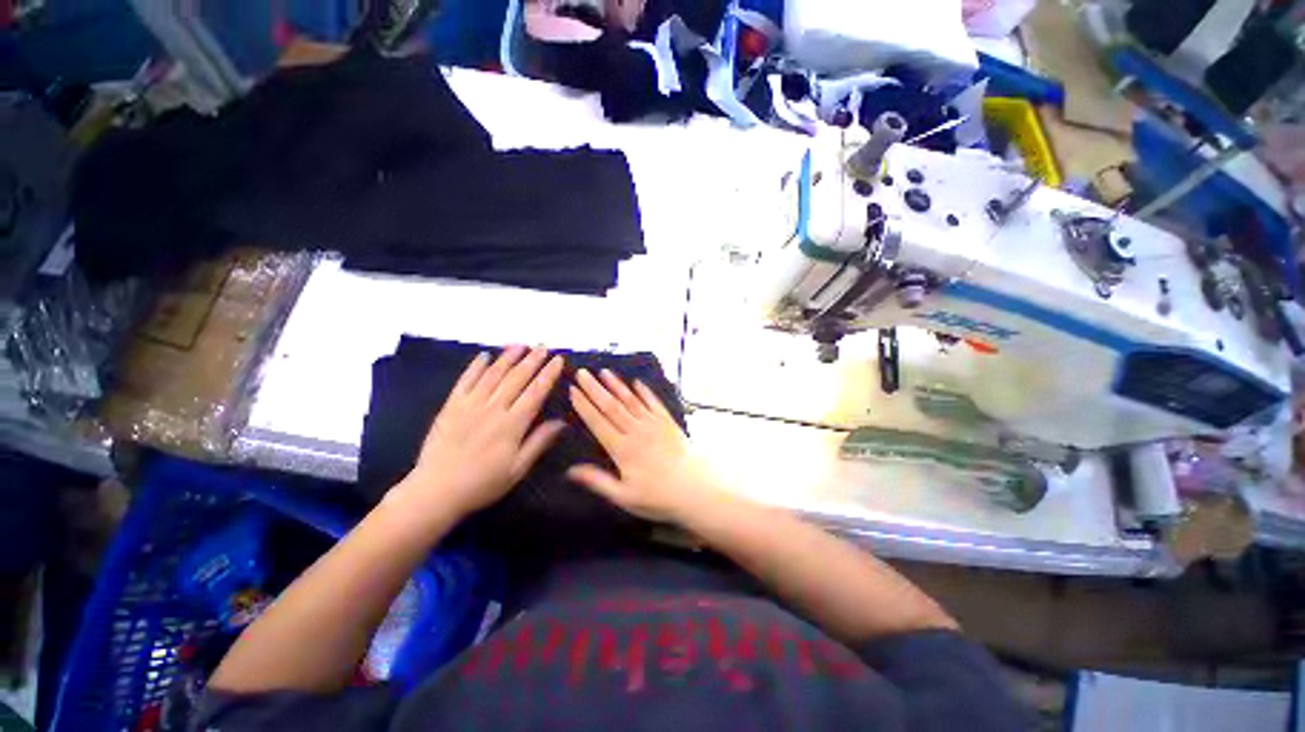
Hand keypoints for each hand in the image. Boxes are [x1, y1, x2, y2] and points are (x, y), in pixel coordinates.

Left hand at [399, 346, 565, 519]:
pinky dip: (476, 366)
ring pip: (493, 374)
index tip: (558, 360)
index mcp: (513, 424)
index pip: (536, 392)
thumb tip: (561, 422)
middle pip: (516, 378)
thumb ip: (539, 442)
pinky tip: (484, 355)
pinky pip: (465, 381)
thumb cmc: (482, 483)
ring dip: (508, 357)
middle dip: (532, 360)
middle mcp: (493, 408)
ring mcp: (470, 405)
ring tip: (520, 345)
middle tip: (543, 346)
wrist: (436, 490)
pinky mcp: (451, 406)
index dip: (548, 374)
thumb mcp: (517, 469)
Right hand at [567, 368, 724, 522]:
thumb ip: (598, 481)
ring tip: (604, 371)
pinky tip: (637, 383)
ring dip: (617, 385)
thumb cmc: (658, 497)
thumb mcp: (624, 496)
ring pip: (631, 400)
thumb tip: (570, 471)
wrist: (695, 489)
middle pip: (612, 406)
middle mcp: (636, 431)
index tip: (573, 390)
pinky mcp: (669, 422)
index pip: (598, 422)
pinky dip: (645, 392)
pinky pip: (654, 403)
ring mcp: (654, 424)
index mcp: (622, 449)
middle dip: (595, 389)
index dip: (584, 406)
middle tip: (582, 373)